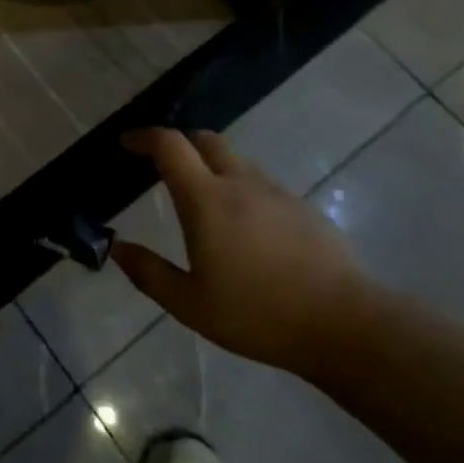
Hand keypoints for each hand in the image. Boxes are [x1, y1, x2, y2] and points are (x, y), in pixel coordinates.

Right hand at [112, 128, 368, 373]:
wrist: (346, 325)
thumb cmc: (258, 314)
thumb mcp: (190, 304)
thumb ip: (149, 272)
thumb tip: (117, 247)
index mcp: (206, 199)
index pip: (170, 145)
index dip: (144, 137)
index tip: (127, 143)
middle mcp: (240, 183)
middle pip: (205, 140)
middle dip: (179, 143)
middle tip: (161, 165)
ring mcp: (276, 193)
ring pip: (236, 161)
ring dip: (211, 166)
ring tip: (202, 199)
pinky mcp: (303, 209)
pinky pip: (261, 184)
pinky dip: (240, 188)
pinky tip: (244, 227)